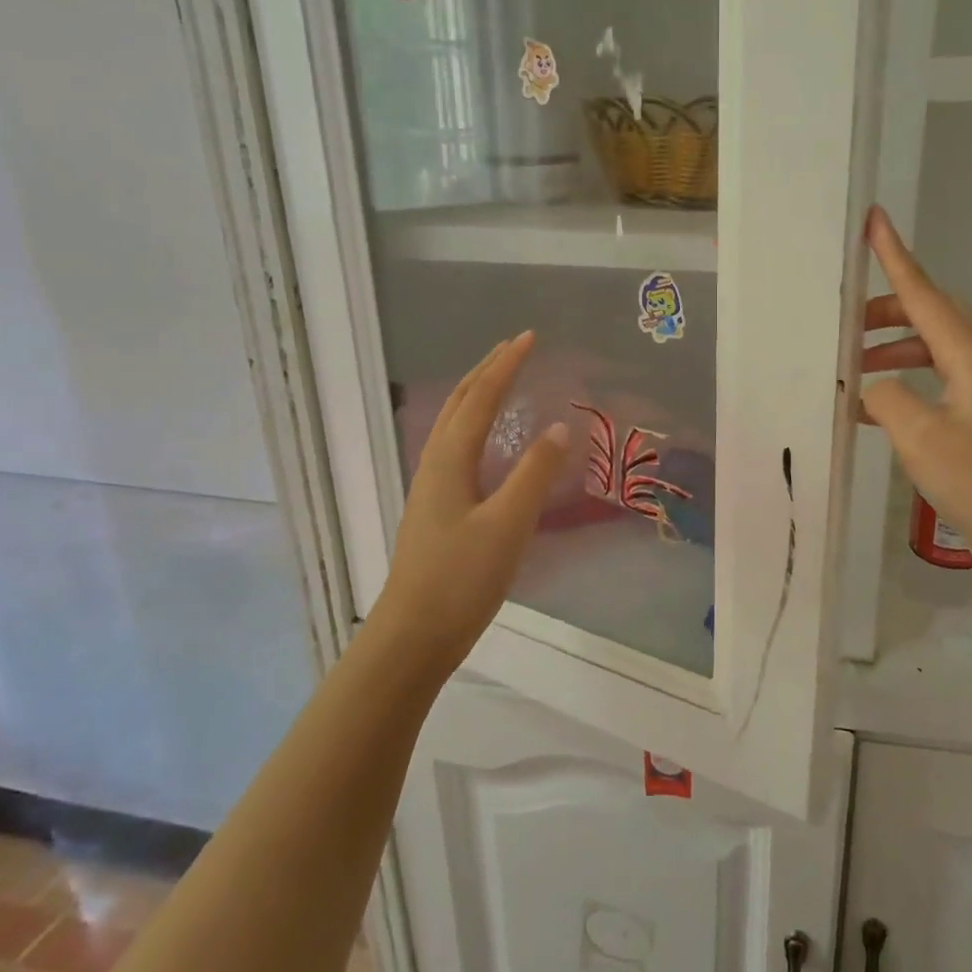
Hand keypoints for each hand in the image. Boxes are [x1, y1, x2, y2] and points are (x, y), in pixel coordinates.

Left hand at [369, 331, 568, 677]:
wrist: (413, 635)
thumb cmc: (460, 579)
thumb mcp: (506, 525)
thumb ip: (533, 475)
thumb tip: (557, 428)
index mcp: (449, 461)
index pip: (480, 398)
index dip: (504, 365)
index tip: (528, 337)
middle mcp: (434, 465)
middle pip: (459, 404)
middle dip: (486, 370)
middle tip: (513, 347)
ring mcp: (431, 488)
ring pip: (453, 425)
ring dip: (477, 394)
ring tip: (500, 380)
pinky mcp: (436, 509)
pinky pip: (455, 448)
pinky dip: (474, 425)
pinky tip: (485, 442)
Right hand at [859, 207, 971, 588]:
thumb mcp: (921, 437)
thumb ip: (886, 399)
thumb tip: (872, 388)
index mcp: (970, 358)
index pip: (926, 295)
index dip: (896, 258)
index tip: (875, 221)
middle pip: (929, 318)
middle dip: (887, 311)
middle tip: (847, 323)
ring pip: (930, 353)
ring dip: (892, 352)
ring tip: (854, 368)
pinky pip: (932, 386)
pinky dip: (902, 386)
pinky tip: (876, 411)